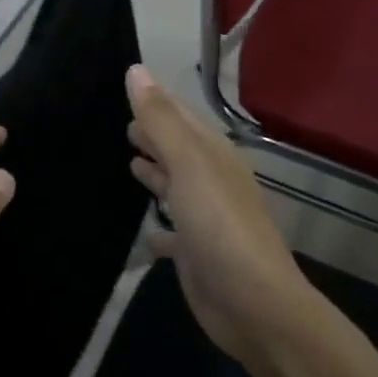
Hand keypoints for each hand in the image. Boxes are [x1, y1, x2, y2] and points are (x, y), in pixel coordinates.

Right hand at [126, 66, 306, 364]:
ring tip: (130, 161)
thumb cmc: (220, 225)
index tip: (129, 86)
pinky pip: (172, 232)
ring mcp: (206, 220)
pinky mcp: (196, 254)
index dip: (157, 102)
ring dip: (156, 174)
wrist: (254, 305)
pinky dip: (158, 225)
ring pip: (176, 187)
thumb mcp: (188, 164)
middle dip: (155, 136)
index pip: (182, 117)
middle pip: (179, 150)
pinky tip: (144, 229)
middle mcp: (212, 182)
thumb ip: (161, 120)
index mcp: (214, 155)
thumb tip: (136, 71)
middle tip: (124, 124)